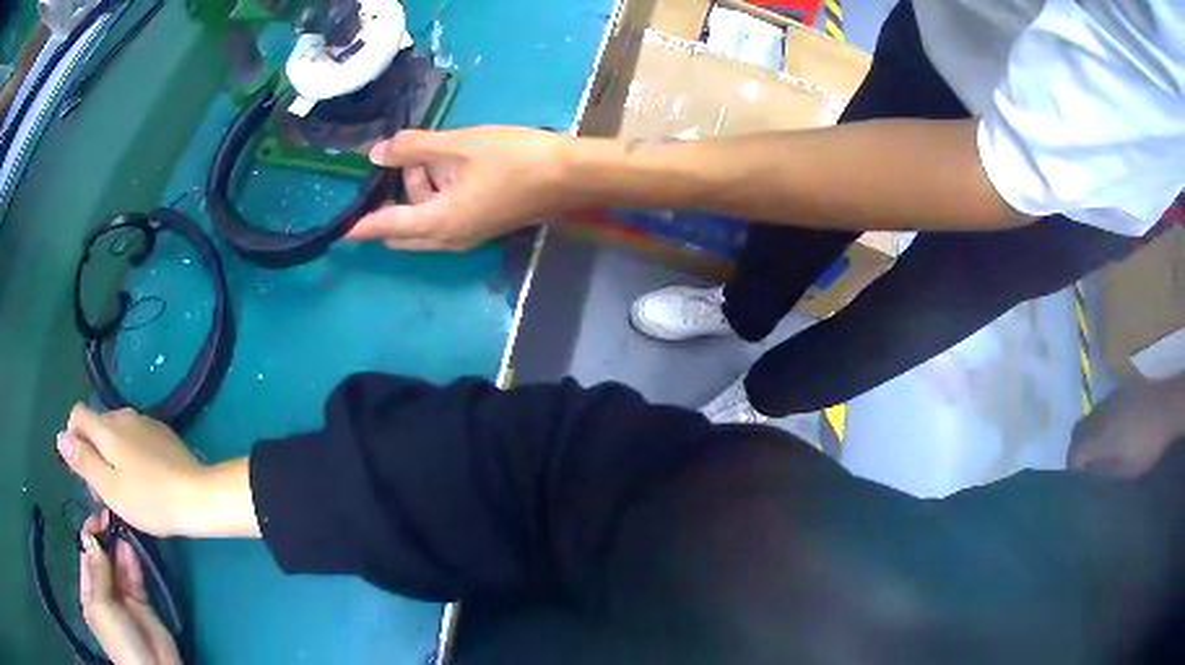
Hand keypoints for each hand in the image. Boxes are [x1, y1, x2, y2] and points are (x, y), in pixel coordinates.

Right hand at [59, 405, 206, 536]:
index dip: (73, 439)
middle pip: (95, 426)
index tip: (83, 472)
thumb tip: (60, 437)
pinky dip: (128, 455)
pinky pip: (133, 438)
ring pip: (114, 433)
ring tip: (123, 491)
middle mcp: (122, 415)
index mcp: (106, 426)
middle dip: (92, 453)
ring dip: (110, 456)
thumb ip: (83, 461)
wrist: (197, 496)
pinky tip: (142, 481)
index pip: (77, 415)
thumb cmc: (149, 499)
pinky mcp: (160, 432)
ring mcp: (143, 421)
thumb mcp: (109, 487)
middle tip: (104, 491)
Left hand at [80, 512, 180, 664]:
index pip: (85, 557)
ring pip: (118, 566)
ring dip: (118, 547)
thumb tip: (91, 536)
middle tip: (110, 516)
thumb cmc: (119, 639)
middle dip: (104, 539)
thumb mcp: (102, 606)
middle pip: (101, 559)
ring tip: (121, 526)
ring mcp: (123, 600)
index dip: (89, 536)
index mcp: (90, 595)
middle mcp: (104, 594)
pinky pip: (134, 577)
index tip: (97, 517)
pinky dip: (132, 562)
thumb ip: (97, 571)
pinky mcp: (142, 604)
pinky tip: (131, 547)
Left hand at [347, 127, 575, 250]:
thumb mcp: (459, 145)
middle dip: (387, 204)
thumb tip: (376, 153)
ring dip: (414, 191)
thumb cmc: (515, 158)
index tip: (332, 232)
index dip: (356, 227)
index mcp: (438, 223)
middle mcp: (447, 238)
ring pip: (422, 220)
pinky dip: (433, 193)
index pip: (383, 227)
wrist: (571, 175)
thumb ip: (412, 148)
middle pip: (400, 230)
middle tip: (382, 170)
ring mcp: (466, 234)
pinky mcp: (480, 225)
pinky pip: (442, 215)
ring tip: (422, 152)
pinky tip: (444, 162)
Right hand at [1068, 378, 1180, 477]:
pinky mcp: (1122, 389)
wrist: (1167, 407)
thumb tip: (1086, 474)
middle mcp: (1100, 413)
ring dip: (1091, 433)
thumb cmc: (1147, 446)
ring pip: (1091, 416)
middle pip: (1078, 431)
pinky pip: (1104, 406)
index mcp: (1100, 436)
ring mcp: (1111, 397)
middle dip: (1079, 448)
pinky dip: (1103, 420)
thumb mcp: (1125, 471)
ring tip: (1103, 449)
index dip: (1073, 469)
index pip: (1074, 452)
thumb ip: (1103, 472)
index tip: (1078, 483)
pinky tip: (1116, 429)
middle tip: (1087, 466)